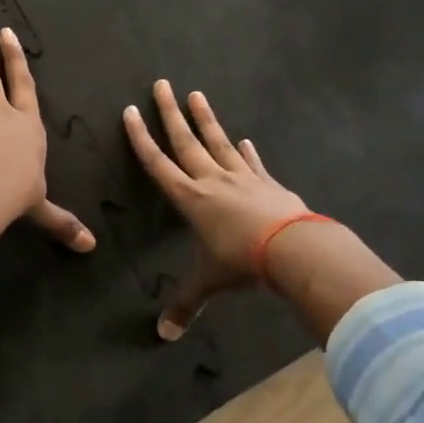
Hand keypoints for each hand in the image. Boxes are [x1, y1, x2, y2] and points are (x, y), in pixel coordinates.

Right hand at [123, 80, 308, 339]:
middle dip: (169, 113)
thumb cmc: (241, 262)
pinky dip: (247, 151)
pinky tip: (245, 139)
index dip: (140, 137)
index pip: (157, 162)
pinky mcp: (268, 183)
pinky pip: (253, 163)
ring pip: (218, 142)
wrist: (294, 250)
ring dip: (206, 119)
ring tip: (196, 94)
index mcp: (190, 198)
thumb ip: (186, 305)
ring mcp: (242, 177)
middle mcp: (211, 180)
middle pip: (185, 141)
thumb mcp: (209, 283)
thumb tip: (164, 337)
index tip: (130, 111)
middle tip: (161, 84)